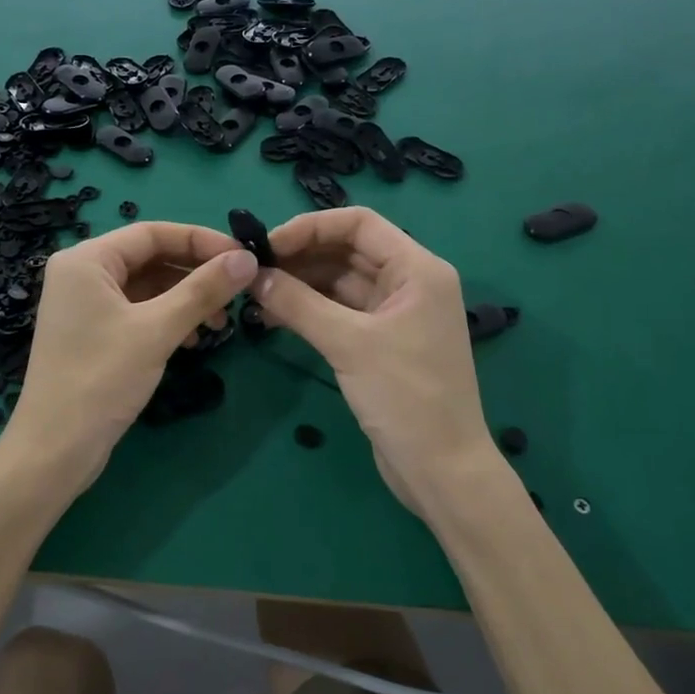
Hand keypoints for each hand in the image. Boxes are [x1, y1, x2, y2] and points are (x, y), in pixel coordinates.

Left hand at [8, 222, 257, 499]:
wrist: (55, 450)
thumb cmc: (101, 380)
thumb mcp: (156, 330)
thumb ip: (203, 290)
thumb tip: (248, 259)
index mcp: (86, 260)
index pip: (152, 233)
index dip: (201, 240)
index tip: (243, 258)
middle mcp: (82, 274)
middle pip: (150, 258)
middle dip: (195, 273)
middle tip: (237, 292)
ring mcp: (86, 306)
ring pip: (148, 287)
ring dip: (186, 299)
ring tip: (220, 324)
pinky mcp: (93, 334)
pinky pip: (139, 312)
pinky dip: (169, 319)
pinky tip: (194, 340)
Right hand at [252, 208, 494, 511]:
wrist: (441, 470)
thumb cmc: (405, 398)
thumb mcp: (349, 344)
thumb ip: (298, 303)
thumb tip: (253, 274)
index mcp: (417, 269)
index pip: (358, 223)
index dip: (310, 227)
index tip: (267, 246)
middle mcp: (408, 283)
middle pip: (347, 250)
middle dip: (300, 256)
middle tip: (253, 272)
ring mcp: (395, 313)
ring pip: (339, 282)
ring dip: (300, 284)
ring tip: (256, 297)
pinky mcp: (381, 342)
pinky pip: (339, 311)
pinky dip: (309, 310)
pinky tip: (274, 318)